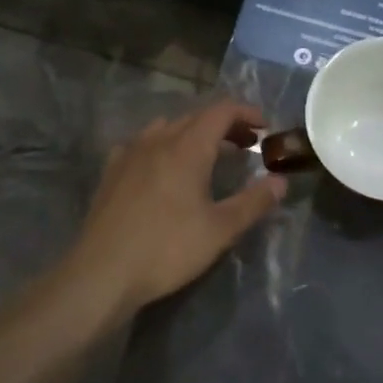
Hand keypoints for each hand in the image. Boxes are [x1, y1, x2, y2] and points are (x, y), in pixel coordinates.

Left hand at [57, 100, 286, 322]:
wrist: (102, 272)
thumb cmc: (167, 249)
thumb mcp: (220, 230)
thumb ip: (254, 202)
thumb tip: (281, 182)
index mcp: (188, 147)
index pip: (221, 111)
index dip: (246, 112)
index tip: (265, 128)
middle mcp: (158, 140)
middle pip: (196, 117)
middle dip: (225, 125)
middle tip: (245, 144)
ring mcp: (130, 153)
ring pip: (168, 127)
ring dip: (193, 133)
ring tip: (207, 155)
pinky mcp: (111, 171)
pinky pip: (142, 144)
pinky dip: (163, 145)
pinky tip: (162, 168)